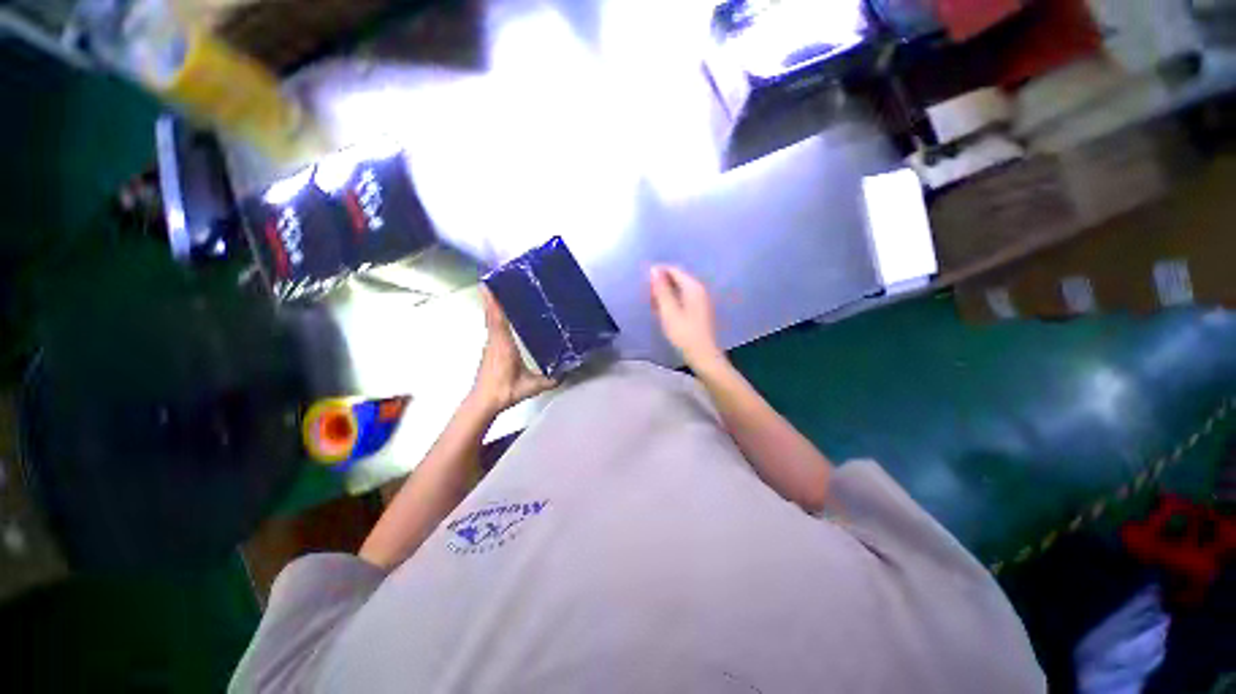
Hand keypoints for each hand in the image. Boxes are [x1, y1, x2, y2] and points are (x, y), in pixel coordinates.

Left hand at [472, 288, 557, 414]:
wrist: (483, 402)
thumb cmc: (504, 391)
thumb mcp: (531, 387)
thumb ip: (551, 379)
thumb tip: (567, 372)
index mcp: (503, 346)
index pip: (497, 319)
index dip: (494, 301)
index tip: (489, 283)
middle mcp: (494, 341)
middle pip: (492, 314)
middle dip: (493, 296)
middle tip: (498, 279)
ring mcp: (490, 345)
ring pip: (491, 321)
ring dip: (494, 306)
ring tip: (503, 292)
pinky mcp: (489, 350)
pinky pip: (492, 328)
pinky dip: (495, 317)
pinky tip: (504, 316)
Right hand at [649, 265, 723, 368]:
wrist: (703, 356)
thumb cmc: (684, 334)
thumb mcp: (669, 311)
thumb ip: (661, 290)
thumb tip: (654, 270)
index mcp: (693, 287)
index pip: (674, 270)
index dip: (658, 273)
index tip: (644, 283)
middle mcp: (699, 290)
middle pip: (678, 279)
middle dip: (661, 284)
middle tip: (647, 296)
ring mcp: (701, 301)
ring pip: (679, 290)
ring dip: (665, 294)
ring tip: (652, 304)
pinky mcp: (699, 311)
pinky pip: (683, 299)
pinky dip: (672, 302)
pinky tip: (663, 311)